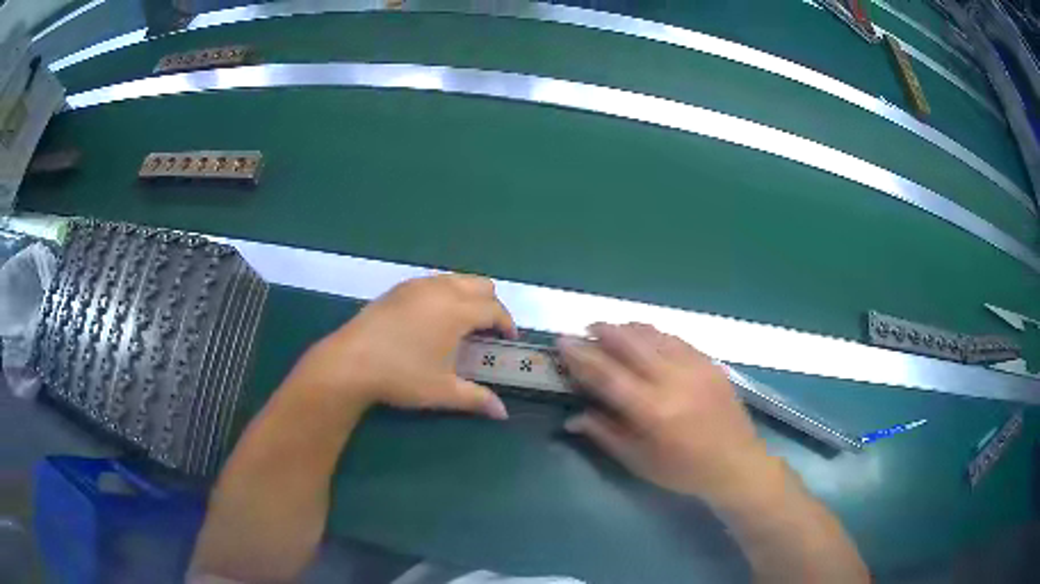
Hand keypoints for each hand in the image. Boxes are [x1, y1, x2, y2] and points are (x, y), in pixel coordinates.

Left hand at [288, 274, 517, 418]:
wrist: (351, 362)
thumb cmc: (402, 375)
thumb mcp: (442, 390)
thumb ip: (476, 398)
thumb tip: (502, 413)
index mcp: (457, 310)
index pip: (494, 309)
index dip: (507, 324)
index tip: (508, 340)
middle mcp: (441, 290)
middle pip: (481, 284)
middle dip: (491, 305)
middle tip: (486, 332)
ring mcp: (417, 286)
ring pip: (456, 280)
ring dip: (467, 297)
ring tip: (460, 326)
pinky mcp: (398, 289)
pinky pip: (433, 283)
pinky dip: (444, 295)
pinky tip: (431, 321)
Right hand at [559, 323, 768, 500]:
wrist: (736, 464)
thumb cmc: (683, 471)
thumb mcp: (639, 462)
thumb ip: (606, 435)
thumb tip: (573, 417)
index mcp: (653, 411)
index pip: (608, 374)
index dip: (582, 356)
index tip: (563, 342)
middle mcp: (674, 381)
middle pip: (631, 343)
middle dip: (604, 331)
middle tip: (586, 330)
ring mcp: (696, 367)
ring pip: (655, 335)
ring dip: (629, 328)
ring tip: (612, 330)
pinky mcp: (710, 363)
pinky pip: (676, 339)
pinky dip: (655, 334)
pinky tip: (646, 338)